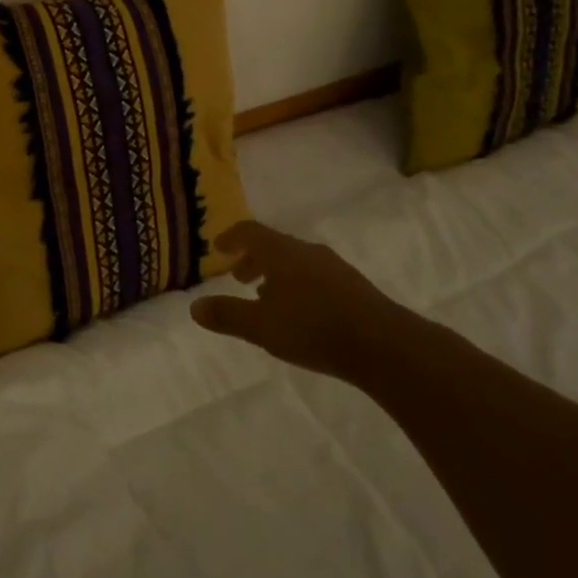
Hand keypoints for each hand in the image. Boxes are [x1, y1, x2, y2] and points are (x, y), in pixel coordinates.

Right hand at [190, 221, 399, 379]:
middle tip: (237, 277)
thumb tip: (194, 307)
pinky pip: (315, 276)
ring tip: (266, 297)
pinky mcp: (353, 287)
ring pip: (295, 261)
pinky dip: (297, 284)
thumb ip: (227, 315)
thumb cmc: (313, 328)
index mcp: (282, 252)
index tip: (217, 246)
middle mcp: (307, 251)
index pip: (250, 232)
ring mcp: (334, 267)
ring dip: (275, 273)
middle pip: (273, 245)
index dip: (231, 237)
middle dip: (252, 259)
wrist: (383, 345)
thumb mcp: (261, 326)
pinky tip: (300, 311)